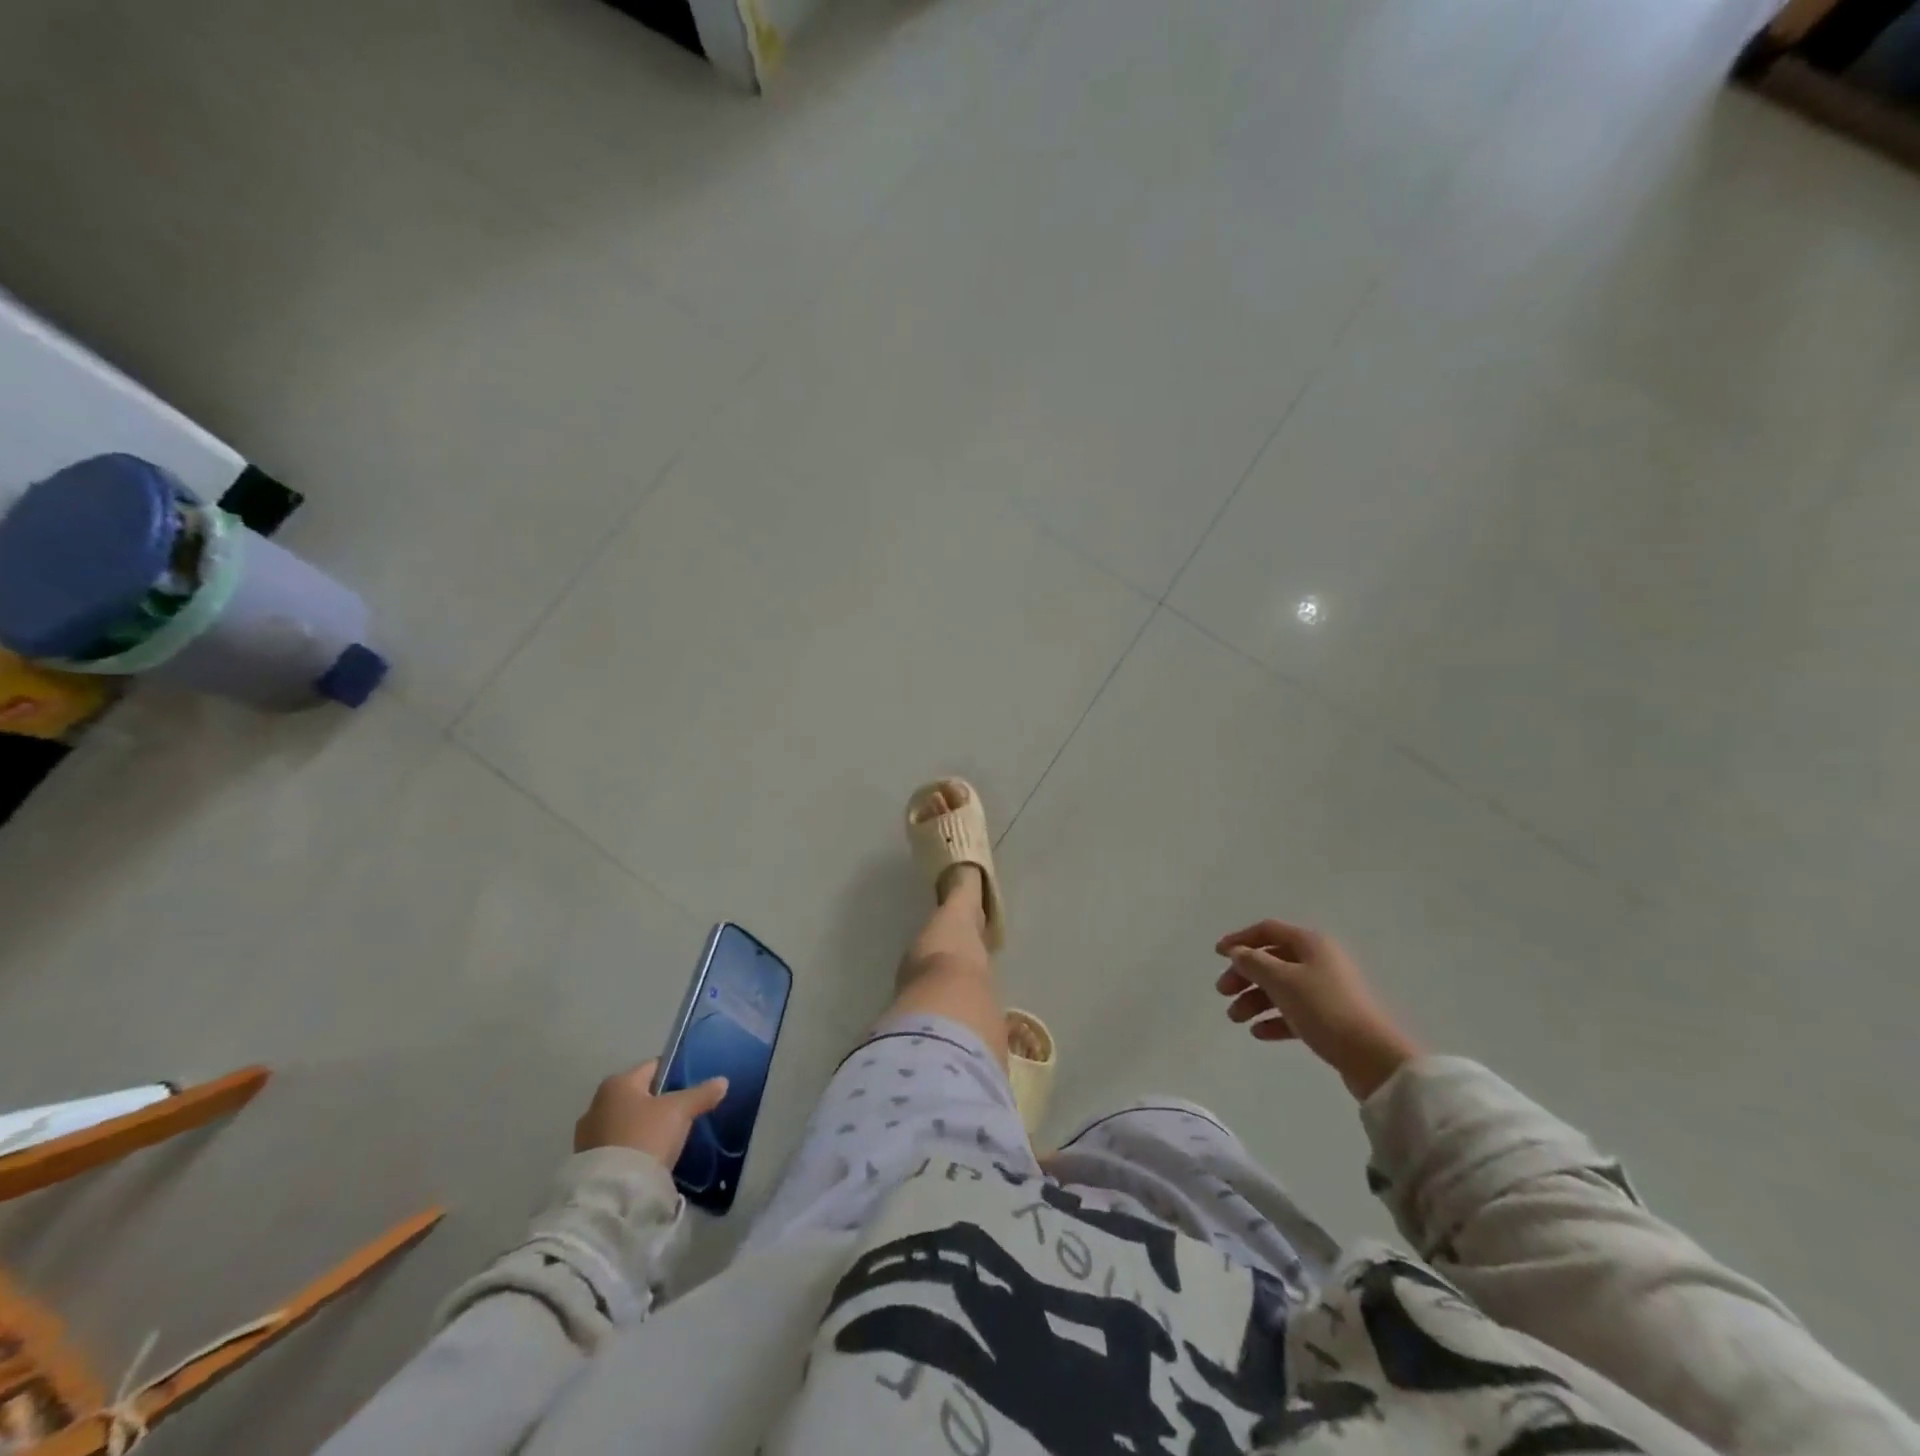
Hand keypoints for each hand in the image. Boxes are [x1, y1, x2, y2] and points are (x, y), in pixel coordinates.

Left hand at [574, 1059, 729, 1166]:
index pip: (654, 1068)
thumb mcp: (680, 1111)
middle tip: (683, 1115)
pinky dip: (631, 1148)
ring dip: (643, 1128)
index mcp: (617, 1083)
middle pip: (638, 1096)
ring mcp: (587, 1136)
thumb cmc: (646, 1136)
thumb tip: (722, 1081)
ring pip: (626, 1122)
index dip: (676, 1074)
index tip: (693, 1087)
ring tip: (666, 1140)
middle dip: (658, 1104)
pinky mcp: (585, 1164)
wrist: (613, 1193)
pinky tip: (648, 1158)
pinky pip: (616, 1146)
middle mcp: (596, 1104)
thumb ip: (701, 1093)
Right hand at [1214, 920, 1421, 1099]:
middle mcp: (1319, 961)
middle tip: (1222, 992)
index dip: (1240, 939)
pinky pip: (1294, 1012)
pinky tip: (1258, 1033)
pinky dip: (1274, 1019)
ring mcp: (1326, 991)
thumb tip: (1238, 952)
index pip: (1268, 931)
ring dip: (1254, 1000)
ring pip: (1281, 988)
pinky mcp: (1330, 1019)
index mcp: (1311, 944)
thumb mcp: (1282, 981)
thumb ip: (1254, 962)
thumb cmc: (1324, 1009)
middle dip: (1244, 975)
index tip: (1217, 955)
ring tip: (1236, 1018)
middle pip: (1272, 960)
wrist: (1373, 1057)